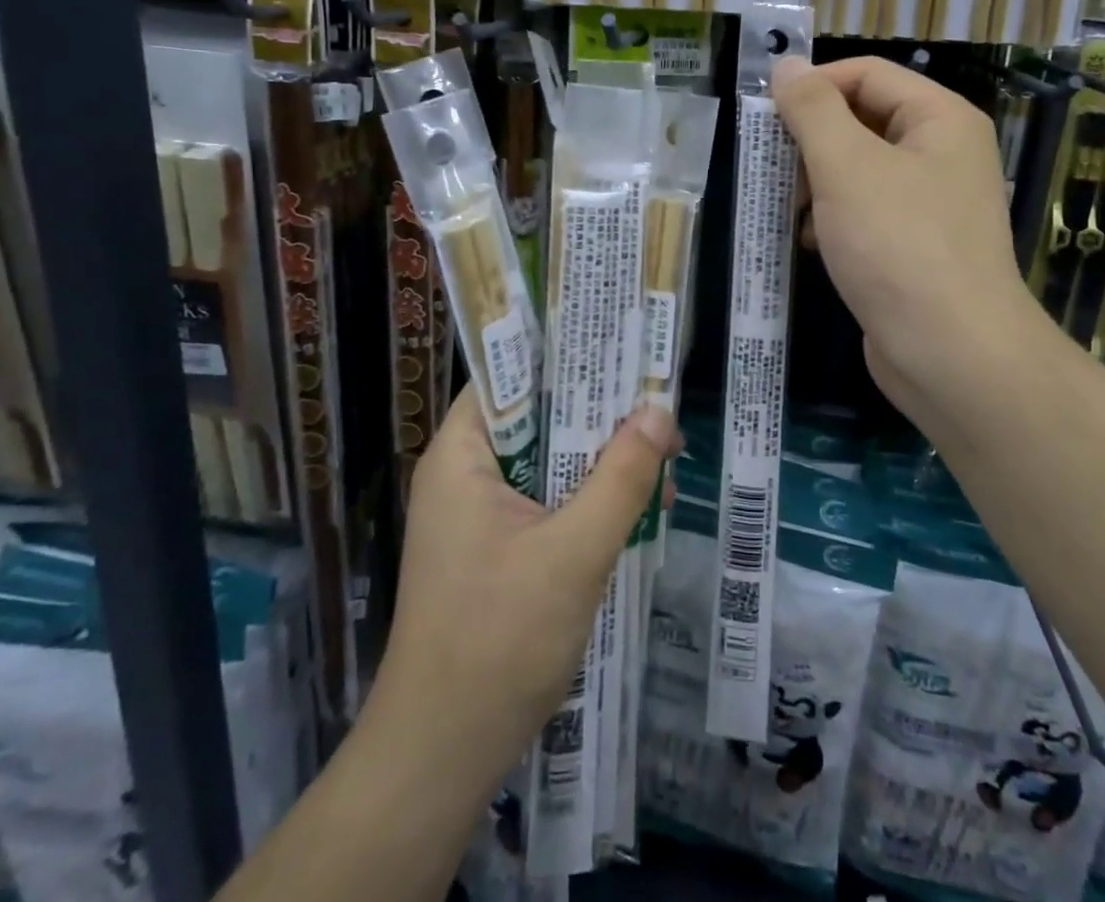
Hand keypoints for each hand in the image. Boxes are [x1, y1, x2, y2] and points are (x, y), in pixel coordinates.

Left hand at [364, 385, 680, 801]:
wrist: (442, 755)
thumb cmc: (499, 640)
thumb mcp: (575, 552)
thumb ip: (621, 477)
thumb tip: (659, 411)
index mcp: (463, 455)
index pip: (511, 374)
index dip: (565, 356)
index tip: (622, 349)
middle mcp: (465, 473)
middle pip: (538, 417)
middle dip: (600, 418)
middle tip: (660, 413)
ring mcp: (478, 514)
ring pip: (549, 461)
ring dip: (602, 463)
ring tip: (662, 466)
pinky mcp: (495, 549)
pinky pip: (548, 501)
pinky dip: (588, 501)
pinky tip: (636, 512)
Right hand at [772, 56, 1050, 432]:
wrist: (951, 355)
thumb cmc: (898, 247)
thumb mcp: (847, 167)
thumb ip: (812, 110)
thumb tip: (786, 65)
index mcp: (940, 119)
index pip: (866, 75)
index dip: (813, 86)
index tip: (763, 115)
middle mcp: (942, 153)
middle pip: (862, 120)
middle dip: (811, 141)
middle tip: (771, 168)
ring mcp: (931, 203)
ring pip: (859, 169)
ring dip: (816, 182)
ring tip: (787, 208)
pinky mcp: (915, 247)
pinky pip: (865, 212)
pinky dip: (832, 218)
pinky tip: (809, 242)